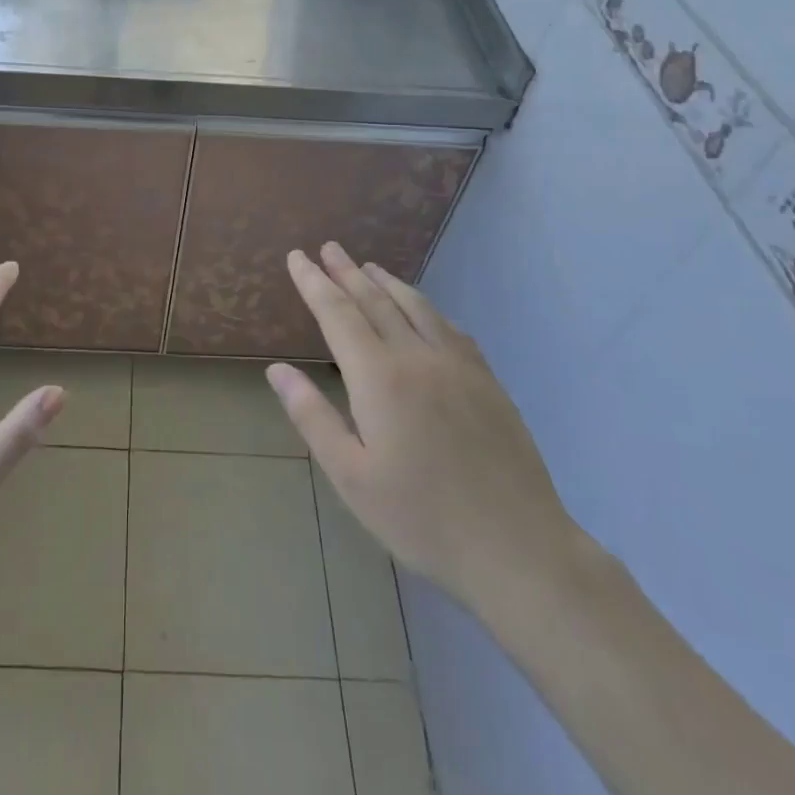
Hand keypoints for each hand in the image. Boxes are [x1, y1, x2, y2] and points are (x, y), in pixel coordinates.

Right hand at [267, 243, 585, 609]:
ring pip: (415, 306)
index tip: (297, 256)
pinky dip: (425, 307)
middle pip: (374, 300)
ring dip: (386, 282)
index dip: (314, 283)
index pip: (337, 313)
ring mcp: (457, 365)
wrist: (517, 547)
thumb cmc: (422, 518)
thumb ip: (312, 416)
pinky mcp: (487, 380)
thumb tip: (277, 369)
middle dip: (346, 272)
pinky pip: (449, 327)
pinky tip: (422, 309)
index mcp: (379, 377)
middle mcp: (417, 356)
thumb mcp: (351, 476)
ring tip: (367, 266)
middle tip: (328, 247)